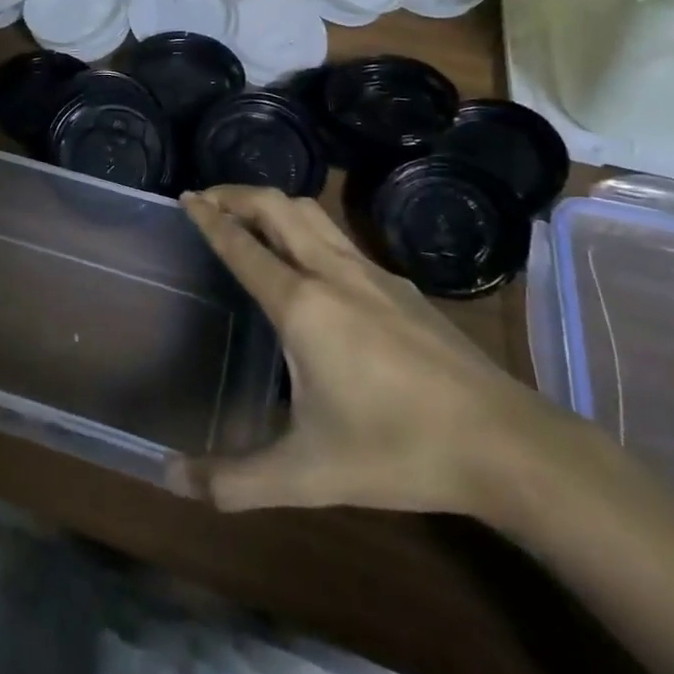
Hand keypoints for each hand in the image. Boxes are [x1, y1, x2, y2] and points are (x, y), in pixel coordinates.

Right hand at [173, 186, 560, 515]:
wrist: (504, 443)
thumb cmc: (397, 449)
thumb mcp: (306, 474)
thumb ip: (234, 480)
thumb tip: (169, 480)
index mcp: (302, 304)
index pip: (242, 245)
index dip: (209, 218)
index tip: (185, 196)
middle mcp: (332, 272)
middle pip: (278, 207)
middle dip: (237, 193)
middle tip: (207, 198)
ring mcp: (372, 274)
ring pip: (313, 214)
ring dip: (273, 204)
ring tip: (250, 216)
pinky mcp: (401, 285)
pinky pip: (339, 236)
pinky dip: (306, 227)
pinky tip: (310, 260)